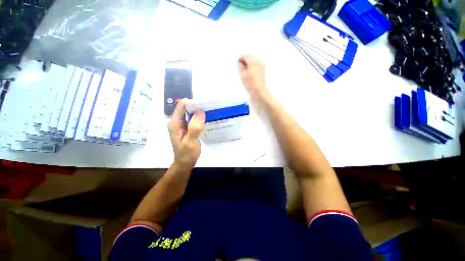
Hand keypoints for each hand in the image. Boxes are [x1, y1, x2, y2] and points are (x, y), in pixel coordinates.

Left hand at [168, 99, 204, 169]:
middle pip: (186, 107)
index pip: (182, 105)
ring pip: (190, 113)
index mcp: (175, 123)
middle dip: (197, 107)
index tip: (204, 105)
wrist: (184, 163)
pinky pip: (192, 119)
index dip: (193, 103)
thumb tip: (200, 112)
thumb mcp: (191, 142)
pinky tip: (205, 120)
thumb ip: (194, 127)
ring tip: (209, 113)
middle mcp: (176, 121)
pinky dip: (199, 118)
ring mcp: (181, 124)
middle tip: (209, 109)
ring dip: (199, 112)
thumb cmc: (187, 154)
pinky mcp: (186, 127)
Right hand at [238, 54, 270, 102]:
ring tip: (244, 73)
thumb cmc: (250, 84)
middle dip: (244, 62)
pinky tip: (248, 75)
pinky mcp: (262, 72)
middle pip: (249, 57)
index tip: (237, 67)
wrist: (260, 93)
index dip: (240, 60)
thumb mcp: (242, 75)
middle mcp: (258, 61)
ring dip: (247, 65)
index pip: (244, 55)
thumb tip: (240, 63)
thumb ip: (240, 67)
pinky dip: (251, 68)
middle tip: (240, 70)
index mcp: (253, 60)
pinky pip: (255, 66)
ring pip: (252, 62)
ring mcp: (261, 66)